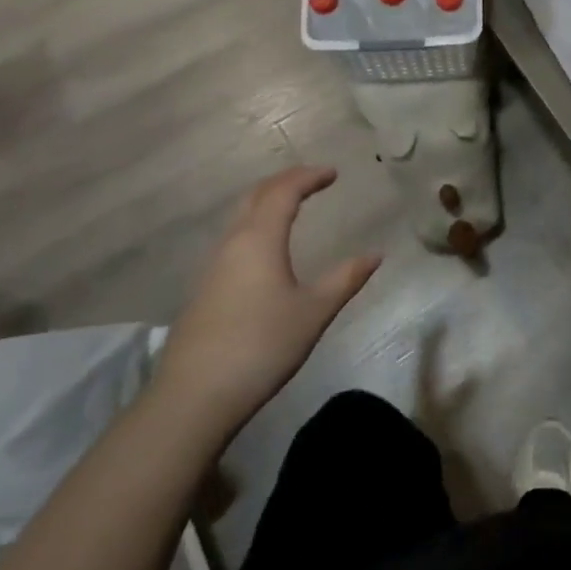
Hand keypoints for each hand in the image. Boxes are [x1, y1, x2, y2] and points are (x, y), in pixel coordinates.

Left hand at [156, 166, 381, 427]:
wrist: (194, 396)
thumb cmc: (262, 346)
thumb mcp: (314, 312)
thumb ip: (345, 279)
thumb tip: (376, 254)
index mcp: (260, 239)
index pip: (284, 191)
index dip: (309, 177)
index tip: (333, 173)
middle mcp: (232, 243)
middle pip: (256, 196)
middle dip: (285, 182)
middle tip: (312, 180)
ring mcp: (213, 266)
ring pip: (240, 217)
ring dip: (267, 202)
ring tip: (291, 207)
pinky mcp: (204, 289)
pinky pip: (233, 239)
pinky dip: (255, 225)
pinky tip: (265, 248)